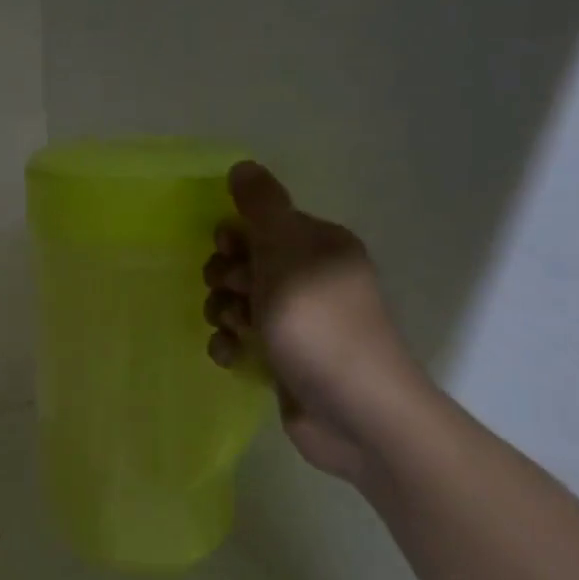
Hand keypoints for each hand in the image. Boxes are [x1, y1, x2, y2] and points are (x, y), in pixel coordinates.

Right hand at [203, 161, 423, 484]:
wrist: (355, 413)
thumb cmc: (319, 324)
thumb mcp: (287, 254)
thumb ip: (261, 208)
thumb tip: (243, 166)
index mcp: (319, 246)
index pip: (262, 224)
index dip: (236, 236)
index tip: (228, 252)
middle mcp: (310, 279)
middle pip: (245, 263)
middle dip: (226, 277)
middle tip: (234, 295)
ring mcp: (298, 322)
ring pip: (239, 302)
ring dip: (224, 312)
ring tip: (234, 330)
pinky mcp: (285, 358)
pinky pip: (243, 339)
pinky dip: (232, 345)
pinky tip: (233, 356)